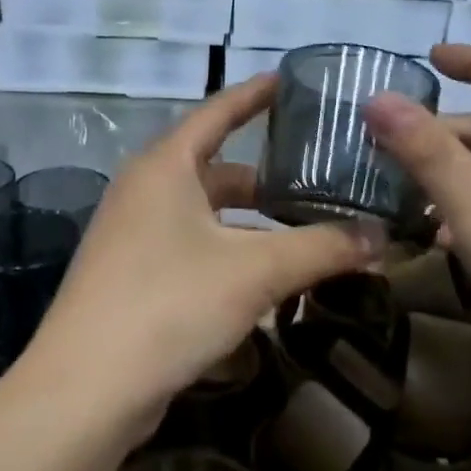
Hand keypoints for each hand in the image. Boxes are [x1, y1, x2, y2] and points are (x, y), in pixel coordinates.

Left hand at [25, 75, 383, 424]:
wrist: (86, 390)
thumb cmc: (170, 304)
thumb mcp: (256, 270)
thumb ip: (323, 247)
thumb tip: (383, 236)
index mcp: (165, 167)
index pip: (217, 112)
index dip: (254, 95)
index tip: (290, 80)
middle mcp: (142, 192)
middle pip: (214, 168)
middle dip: (264, 176)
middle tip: (316, 179)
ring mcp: (131, 237)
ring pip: (204, 214)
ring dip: (249, 222)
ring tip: (301, 233)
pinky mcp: (130, 278)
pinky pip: (190, 248)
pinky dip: (228, 253)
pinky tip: (262, 280)